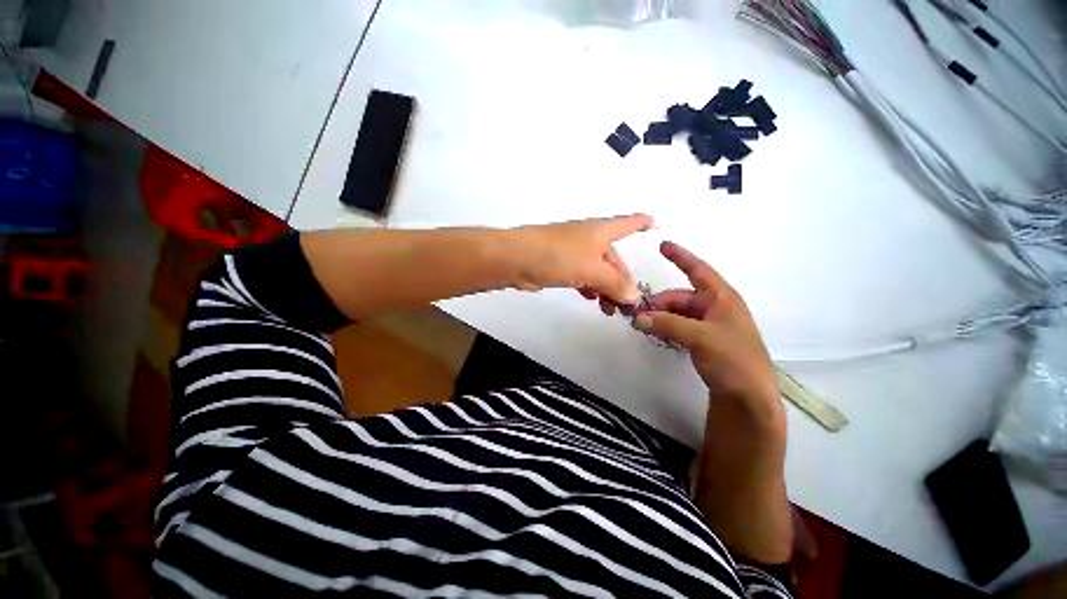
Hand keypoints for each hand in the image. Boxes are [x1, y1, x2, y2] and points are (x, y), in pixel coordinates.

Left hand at [509, 214, 652, 305]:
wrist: (515, 259)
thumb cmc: (558, 256)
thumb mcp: (592, 270)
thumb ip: (615, 284)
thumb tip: (634, 298)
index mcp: (601, 231)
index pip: (627, 223)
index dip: (641, 222)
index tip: (654, 223)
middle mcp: (589, 239)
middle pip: (613, 259)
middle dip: (622, 282)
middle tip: (626, 307)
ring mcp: (573, 252)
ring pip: (598, 271)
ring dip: (606, 289)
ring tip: (609, 310)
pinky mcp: (559, 264)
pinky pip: (582, 276)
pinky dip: (590, 287)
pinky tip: (592, 300)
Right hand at [635, 241, 779, 408]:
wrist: (748, 397)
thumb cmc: (733, 359)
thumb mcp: (700, 337)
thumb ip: (667, 324)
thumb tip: (637, 318)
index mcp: (721, 298)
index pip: (699, 270)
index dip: (681, 257)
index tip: (662, 245)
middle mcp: (715, 308)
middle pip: (680, 297)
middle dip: (658, 303)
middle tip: (637, 315)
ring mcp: (709, 325)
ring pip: (677, 313)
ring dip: (659, 316)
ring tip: (642, 326)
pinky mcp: (703, 341)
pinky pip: (679, 327)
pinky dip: (665, 328)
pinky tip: (654, 334)